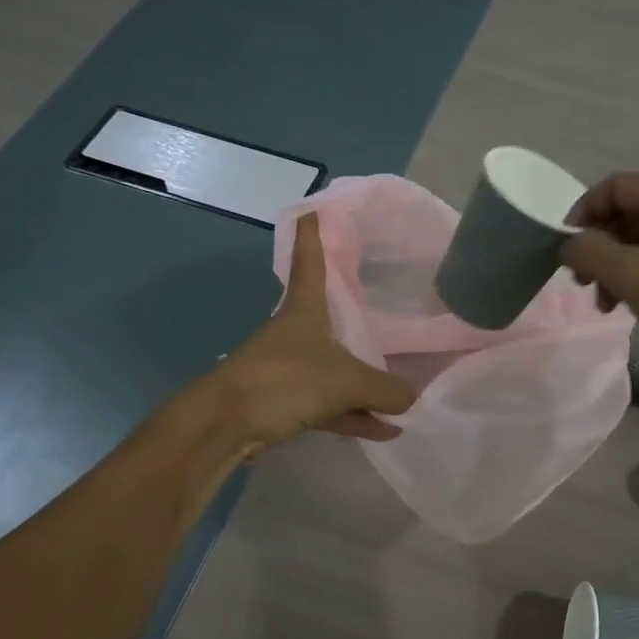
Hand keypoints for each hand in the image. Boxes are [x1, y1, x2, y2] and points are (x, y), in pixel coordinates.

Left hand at [217, 213, 416, 450]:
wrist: (227, 424)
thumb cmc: (285, 381)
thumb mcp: (346, 381)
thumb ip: (385, 388)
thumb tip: (412, 397)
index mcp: (304, 312)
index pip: (311, 263)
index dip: (313, 237)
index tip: (313, 209)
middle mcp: (297, 335)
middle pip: (331, 321)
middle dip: (355, 321)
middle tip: (386, 311)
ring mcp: (291, 371)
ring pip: (336, 372)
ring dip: (366, 386)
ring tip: (403, 397)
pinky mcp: (287, 404)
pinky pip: (330, 406)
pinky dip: (356, 415)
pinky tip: (386, 429)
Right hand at [562, 173, 638, 372]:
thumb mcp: (631, 274)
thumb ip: (590, 251)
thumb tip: (568, 244)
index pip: (615, 186)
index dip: (584, 211)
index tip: (566, 247)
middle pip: (625, 214)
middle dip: (596, 245)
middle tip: (579, 279)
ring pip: (637, 243)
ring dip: (611, 268)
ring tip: (600, 302)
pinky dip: (631, 280)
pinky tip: (621, 307)